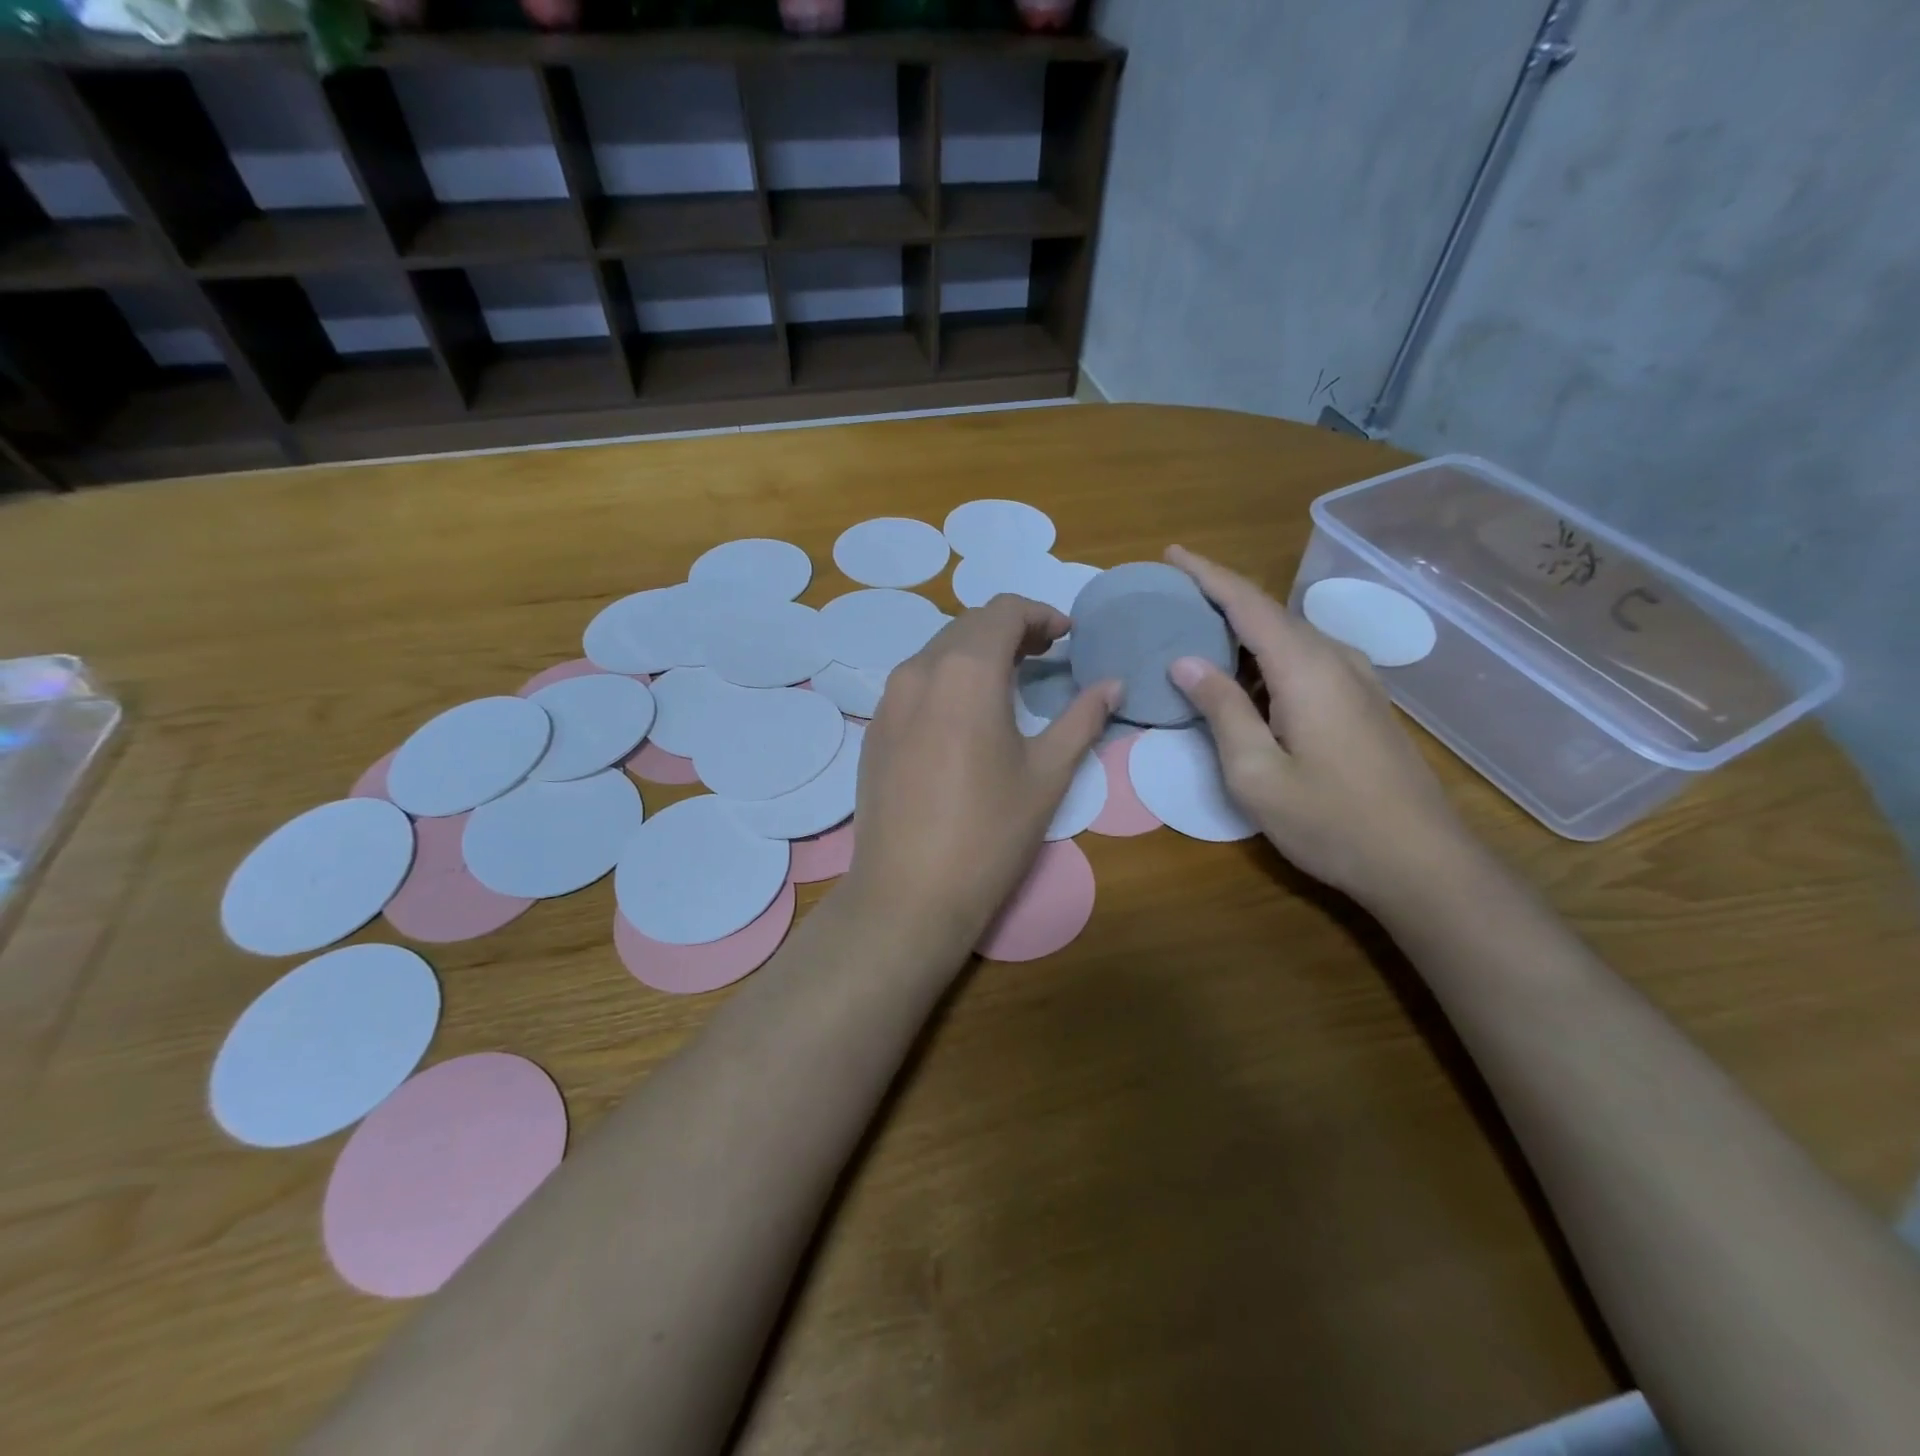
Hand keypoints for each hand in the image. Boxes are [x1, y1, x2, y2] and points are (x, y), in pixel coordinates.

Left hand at [844, 595, 1118, 957]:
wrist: (908, 893)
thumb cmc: (989, 833)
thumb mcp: (1048, 774)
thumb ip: (1082, 719)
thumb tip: (1113, 685)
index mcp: (965, 671)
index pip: (1003, 610)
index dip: (1040, 614)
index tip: (1067, 636)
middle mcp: (919, 670)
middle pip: (968, 625)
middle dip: (1011, 629)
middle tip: (1046, 655)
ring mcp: (889, 699)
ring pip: (938, 651)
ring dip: (977, 653)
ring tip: (1011, 681)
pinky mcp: (875, 729)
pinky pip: (916, 682)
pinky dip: (948, 678)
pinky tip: (966, 715)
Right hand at [1164, 546, 1474, 909]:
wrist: (1421, 863)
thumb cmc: (1330, 821)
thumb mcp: (1256, 773)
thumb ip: (1222, 710)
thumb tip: (1185, 661)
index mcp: (1306, 669)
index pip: (1248, 603)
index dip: (1207, 575)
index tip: (1171, 553)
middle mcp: (1335, 660)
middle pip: (1269, 614)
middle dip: (1219, 599)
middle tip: (1171, 600)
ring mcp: (1357, 681)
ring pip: (1289, 637)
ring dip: (1242, 631)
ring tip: (1197, 636)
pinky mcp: (1364, 704)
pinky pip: (1306, 661)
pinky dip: (1267, 657)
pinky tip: (1247, 681)